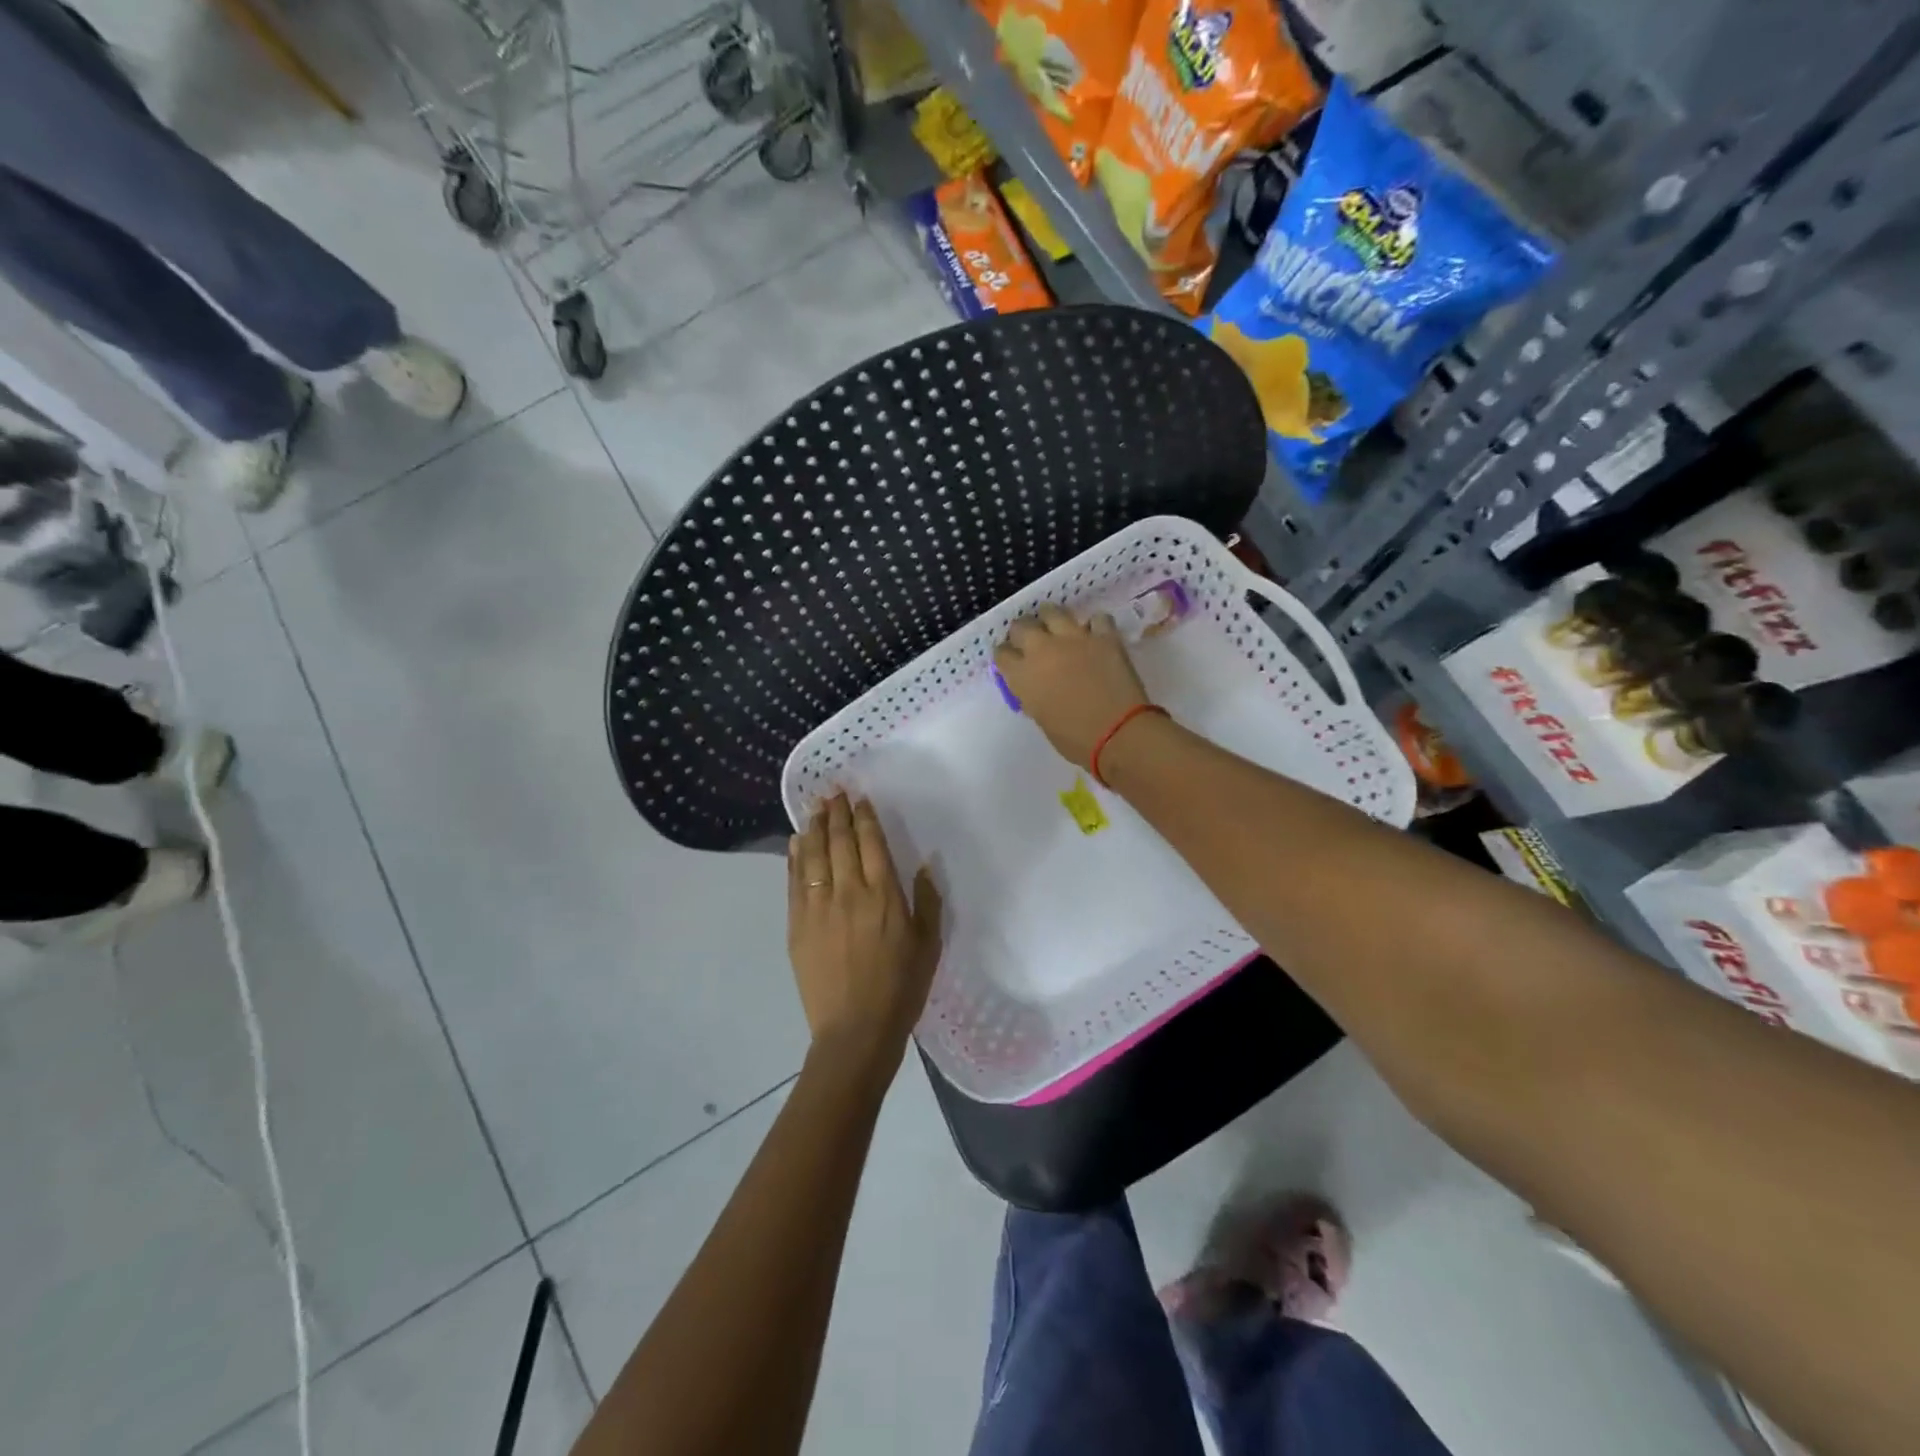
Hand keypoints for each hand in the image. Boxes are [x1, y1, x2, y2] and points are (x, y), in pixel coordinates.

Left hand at [788, 795, 943, 1078]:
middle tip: (832, 791)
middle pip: (840, 841)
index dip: (864, 817)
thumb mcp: (929, 945)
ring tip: (814, 807)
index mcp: (884, 896)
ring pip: (814, 855)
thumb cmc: (900, 989)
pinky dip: (795, 857)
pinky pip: (795, 881)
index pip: (871, 843)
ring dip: (815, 827)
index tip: (859, 798)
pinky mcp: (797, 925)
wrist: (855, 1030)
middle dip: (837, 813)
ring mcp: (818, 907)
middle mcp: (849, 892)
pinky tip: (796, 842)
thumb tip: (924, 864)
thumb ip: (927, 901)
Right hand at [994, 604, 1151, 767]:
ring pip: (1052, 611)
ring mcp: (1074, 638)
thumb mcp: (1041, 718)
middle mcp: (1042, 649)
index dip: (1007, 656)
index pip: (1002, 653)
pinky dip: (1094, 625)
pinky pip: (1096, 619)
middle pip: (1022, 626)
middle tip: (1032, 642)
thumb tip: (1036, 685)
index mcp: (1022, 675)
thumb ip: (1033, 694)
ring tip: (1058, 629)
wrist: (1118, 734)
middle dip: (1024, 632)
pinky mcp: (1104, 636)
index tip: (1013, 661)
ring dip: (1052, 619)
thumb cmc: (1075, 739)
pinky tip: (1095, 635)